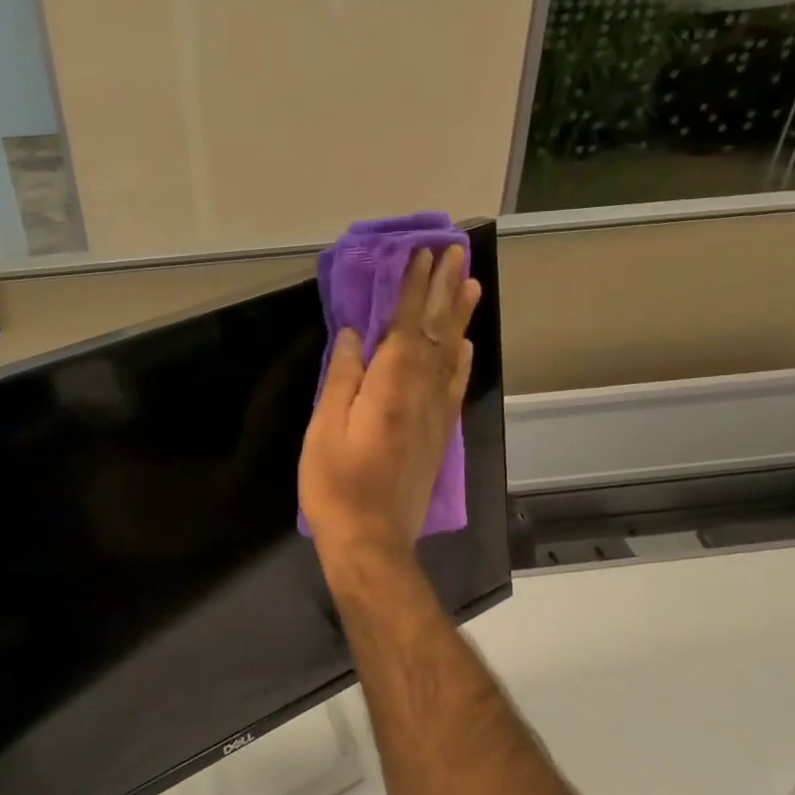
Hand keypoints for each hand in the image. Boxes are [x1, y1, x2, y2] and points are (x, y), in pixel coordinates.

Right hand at [299, 244, 480, 571]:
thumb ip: (343, 378)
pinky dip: (462, 361)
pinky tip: (465, 347)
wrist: (372, 540)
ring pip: (452, 355)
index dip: (414, 288)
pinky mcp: (439, 436)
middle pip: (437, 332)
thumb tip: (357, 335)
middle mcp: (421, 392)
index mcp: (390, 386)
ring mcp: (436, 415)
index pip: (406, 325)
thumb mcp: (324, 429)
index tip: (422, 254)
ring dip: (460, 317)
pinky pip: (455, 387)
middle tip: (456, 253)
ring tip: (470, 284)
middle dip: (443, 290)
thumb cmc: (336, 485)